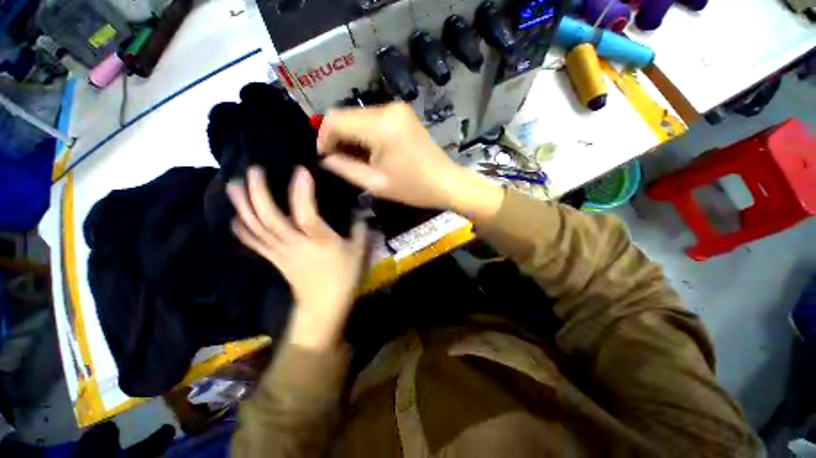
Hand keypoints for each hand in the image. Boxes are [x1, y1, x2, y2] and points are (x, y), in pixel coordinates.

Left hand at [227, 166, 367, 349]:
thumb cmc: (344, 277)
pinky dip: (241, 229)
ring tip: (233, 185)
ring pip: (256, 227)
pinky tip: (234, 217)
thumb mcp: (359, 251)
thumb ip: (360, 227)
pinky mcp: (274, 259)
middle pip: (270, 217)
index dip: (302, 191)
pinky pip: (253, 243)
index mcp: (318, 240)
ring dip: (243, 206)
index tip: (300, 170)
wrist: (324, 306)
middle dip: (258, 192)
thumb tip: (359, 210)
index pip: (305, 213)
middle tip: (253, 170)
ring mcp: (280, 252)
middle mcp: (294, 243)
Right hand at [317, 103, 462, 208]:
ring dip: (352, 135)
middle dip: (337, 137)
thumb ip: (345, 168)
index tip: (324, 157)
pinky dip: (366, 132)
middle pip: (347, 115)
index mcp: (381, 127)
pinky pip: (374, 118)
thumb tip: (325, 158)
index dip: (323, 137)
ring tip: (355, 158)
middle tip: (338, 160)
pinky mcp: (403, 114)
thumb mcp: (376, 183)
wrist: (446, 182)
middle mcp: (388, 109)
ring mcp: (398, 109)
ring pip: (359, 116)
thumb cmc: (413, 188)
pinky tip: (370, 150)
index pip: (335, 119)